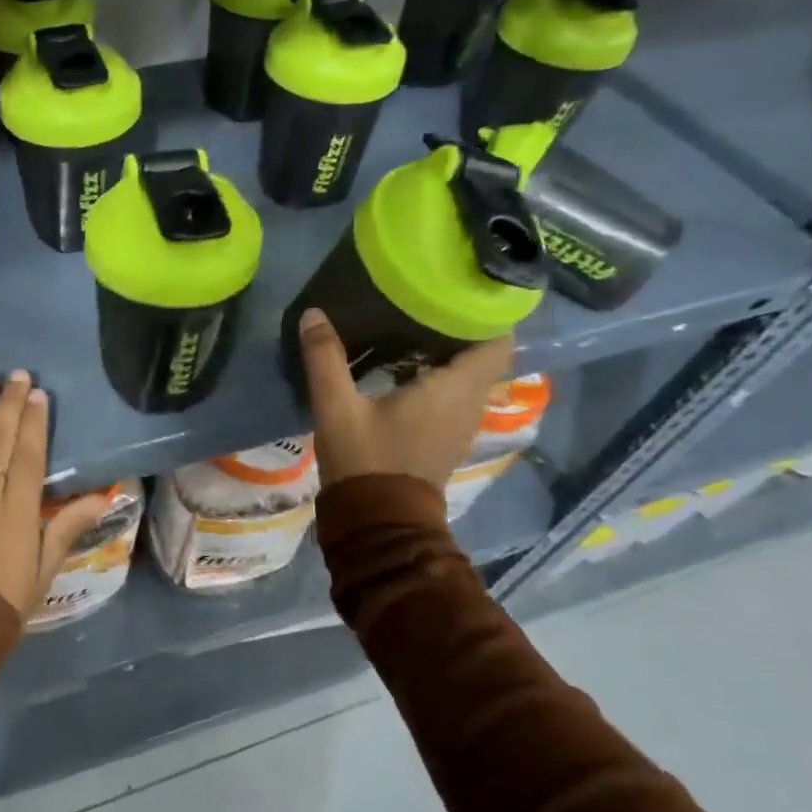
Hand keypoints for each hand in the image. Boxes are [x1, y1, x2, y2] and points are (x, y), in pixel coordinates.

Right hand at [295, 308, 512, 489]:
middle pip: (484, 354)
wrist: (379, 522)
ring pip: (471, 375)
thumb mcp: (336, 408)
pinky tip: (407, 366)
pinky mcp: (448, 438)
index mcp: (453, 389)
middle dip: (462, 327)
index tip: (459, 288)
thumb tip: (314, 314)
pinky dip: (443, 374)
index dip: (486, 313)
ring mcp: (462, 424)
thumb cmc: (365, 460)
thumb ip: (325, 358)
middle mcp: (469, 404)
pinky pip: (458, 393)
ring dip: (452, 352)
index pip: (497, 341)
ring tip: (415, 325)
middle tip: (426, 300)